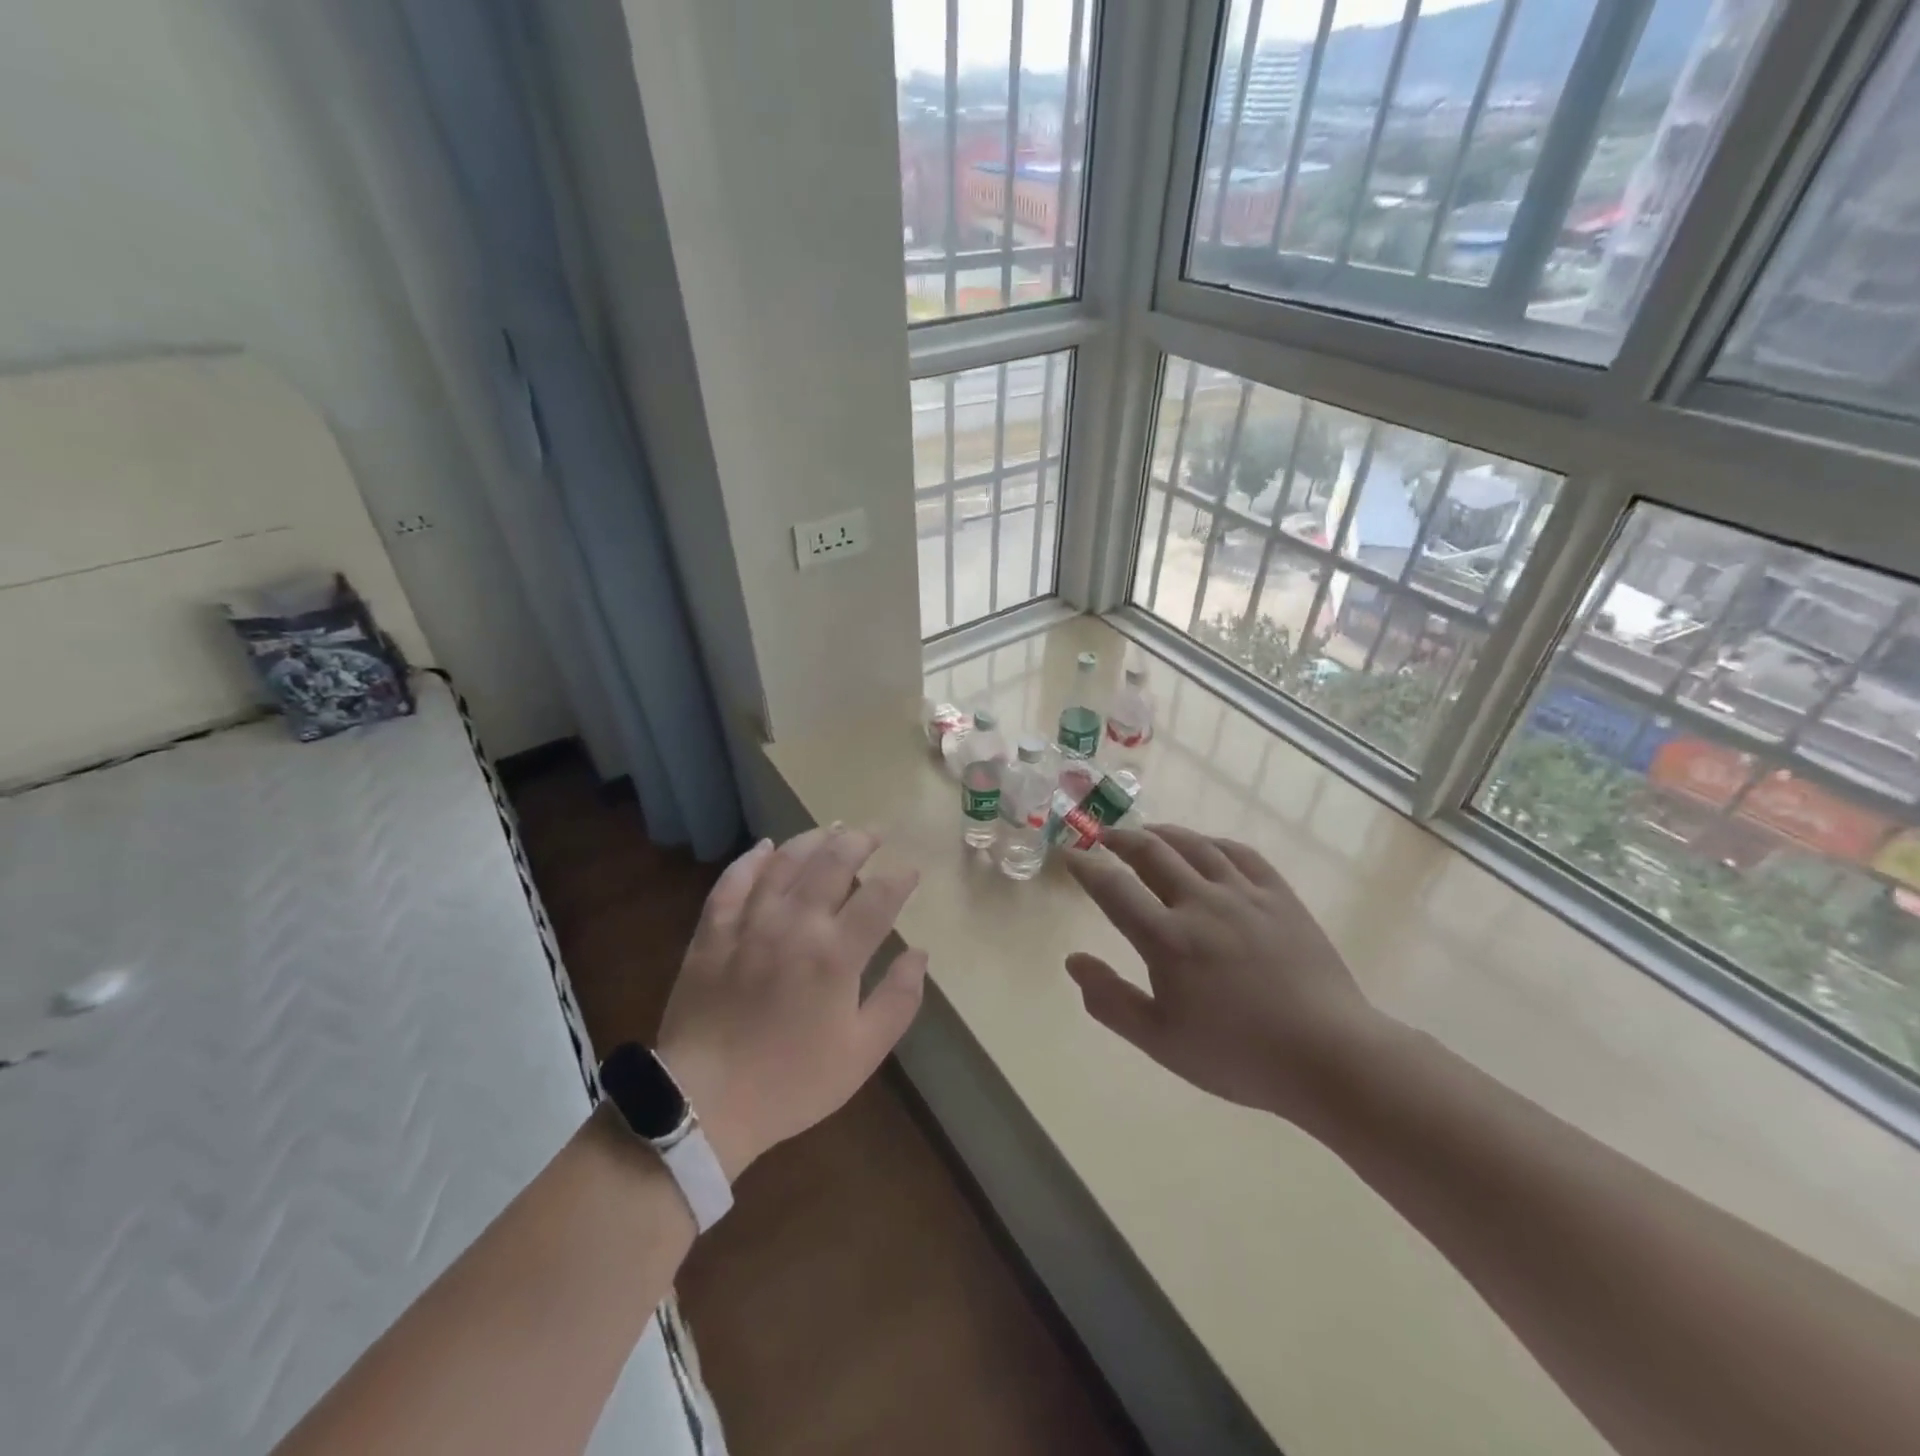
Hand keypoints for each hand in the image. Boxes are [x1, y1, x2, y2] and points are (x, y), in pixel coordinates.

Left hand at [654, 826, 926, 1179]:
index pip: (879, 898)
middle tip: (874, 834)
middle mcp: (795, 924)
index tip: (911, 872)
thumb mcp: (862, 1053)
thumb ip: (898, 1000)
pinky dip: (751, 859)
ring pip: (785, 862)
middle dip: (859, 842)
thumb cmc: (792, 1083)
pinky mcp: (712, 931)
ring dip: (812, 840)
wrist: (704, 1102)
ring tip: (832, 831)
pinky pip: (733, 881)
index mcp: (836, 954)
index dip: (900, 879)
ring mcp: (750, 923)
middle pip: (833, 863)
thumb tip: (919, 954)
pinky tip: (765, 847)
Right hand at [1062, 825, 1386, 1127]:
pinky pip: (1240, 853)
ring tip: (1146, 832)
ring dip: (1162, 833)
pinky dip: (1212, 843)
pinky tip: (1205, 846)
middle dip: (1120, 839)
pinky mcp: (1279, 896)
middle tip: (1103, 836)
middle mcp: (1201, 903)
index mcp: (1167, 939)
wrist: (1329, 1057)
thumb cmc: (1238, 1056)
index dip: (1086, 868)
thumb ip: (1111, 1001)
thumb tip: (1073, 960)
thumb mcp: (1161, 1042)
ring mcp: (1244, 895)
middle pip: (1151, 852)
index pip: (1113, 889)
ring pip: (1194, 846)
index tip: (1070, 856)